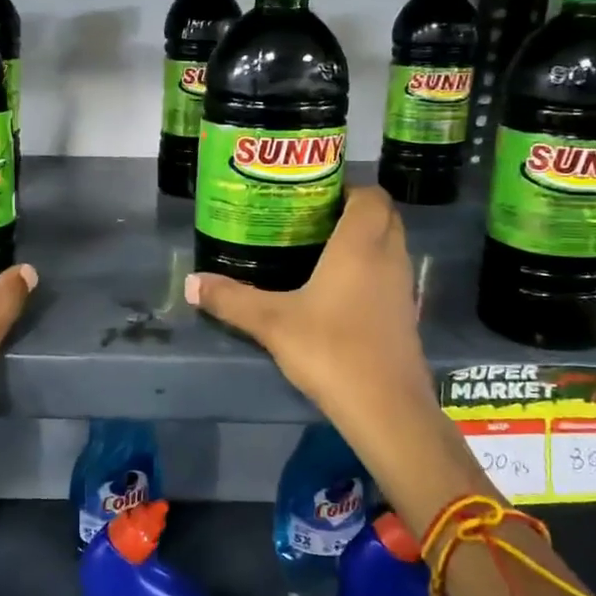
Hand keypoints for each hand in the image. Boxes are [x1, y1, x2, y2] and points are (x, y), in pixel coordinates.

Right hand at [185, 188, 468, 490]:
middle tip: (311, 219)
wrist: (385, 407)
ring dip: (365, 240)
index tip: (313, 195)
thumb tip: (190, 283)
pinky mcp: (405, 314)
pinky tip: (337, 290)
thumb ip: (231, 299)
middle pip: (384, 215)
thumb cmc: (330, 349)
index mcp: (361, 244)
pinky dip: (370, 270)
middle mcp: (388, 257)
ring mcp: (402, 287)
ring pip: (390, 245)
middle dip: (354, 210)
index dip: (347, 188)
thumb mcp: (271, 322)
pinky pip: (389, 274)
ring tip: (320, 249)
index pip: (370, 194)